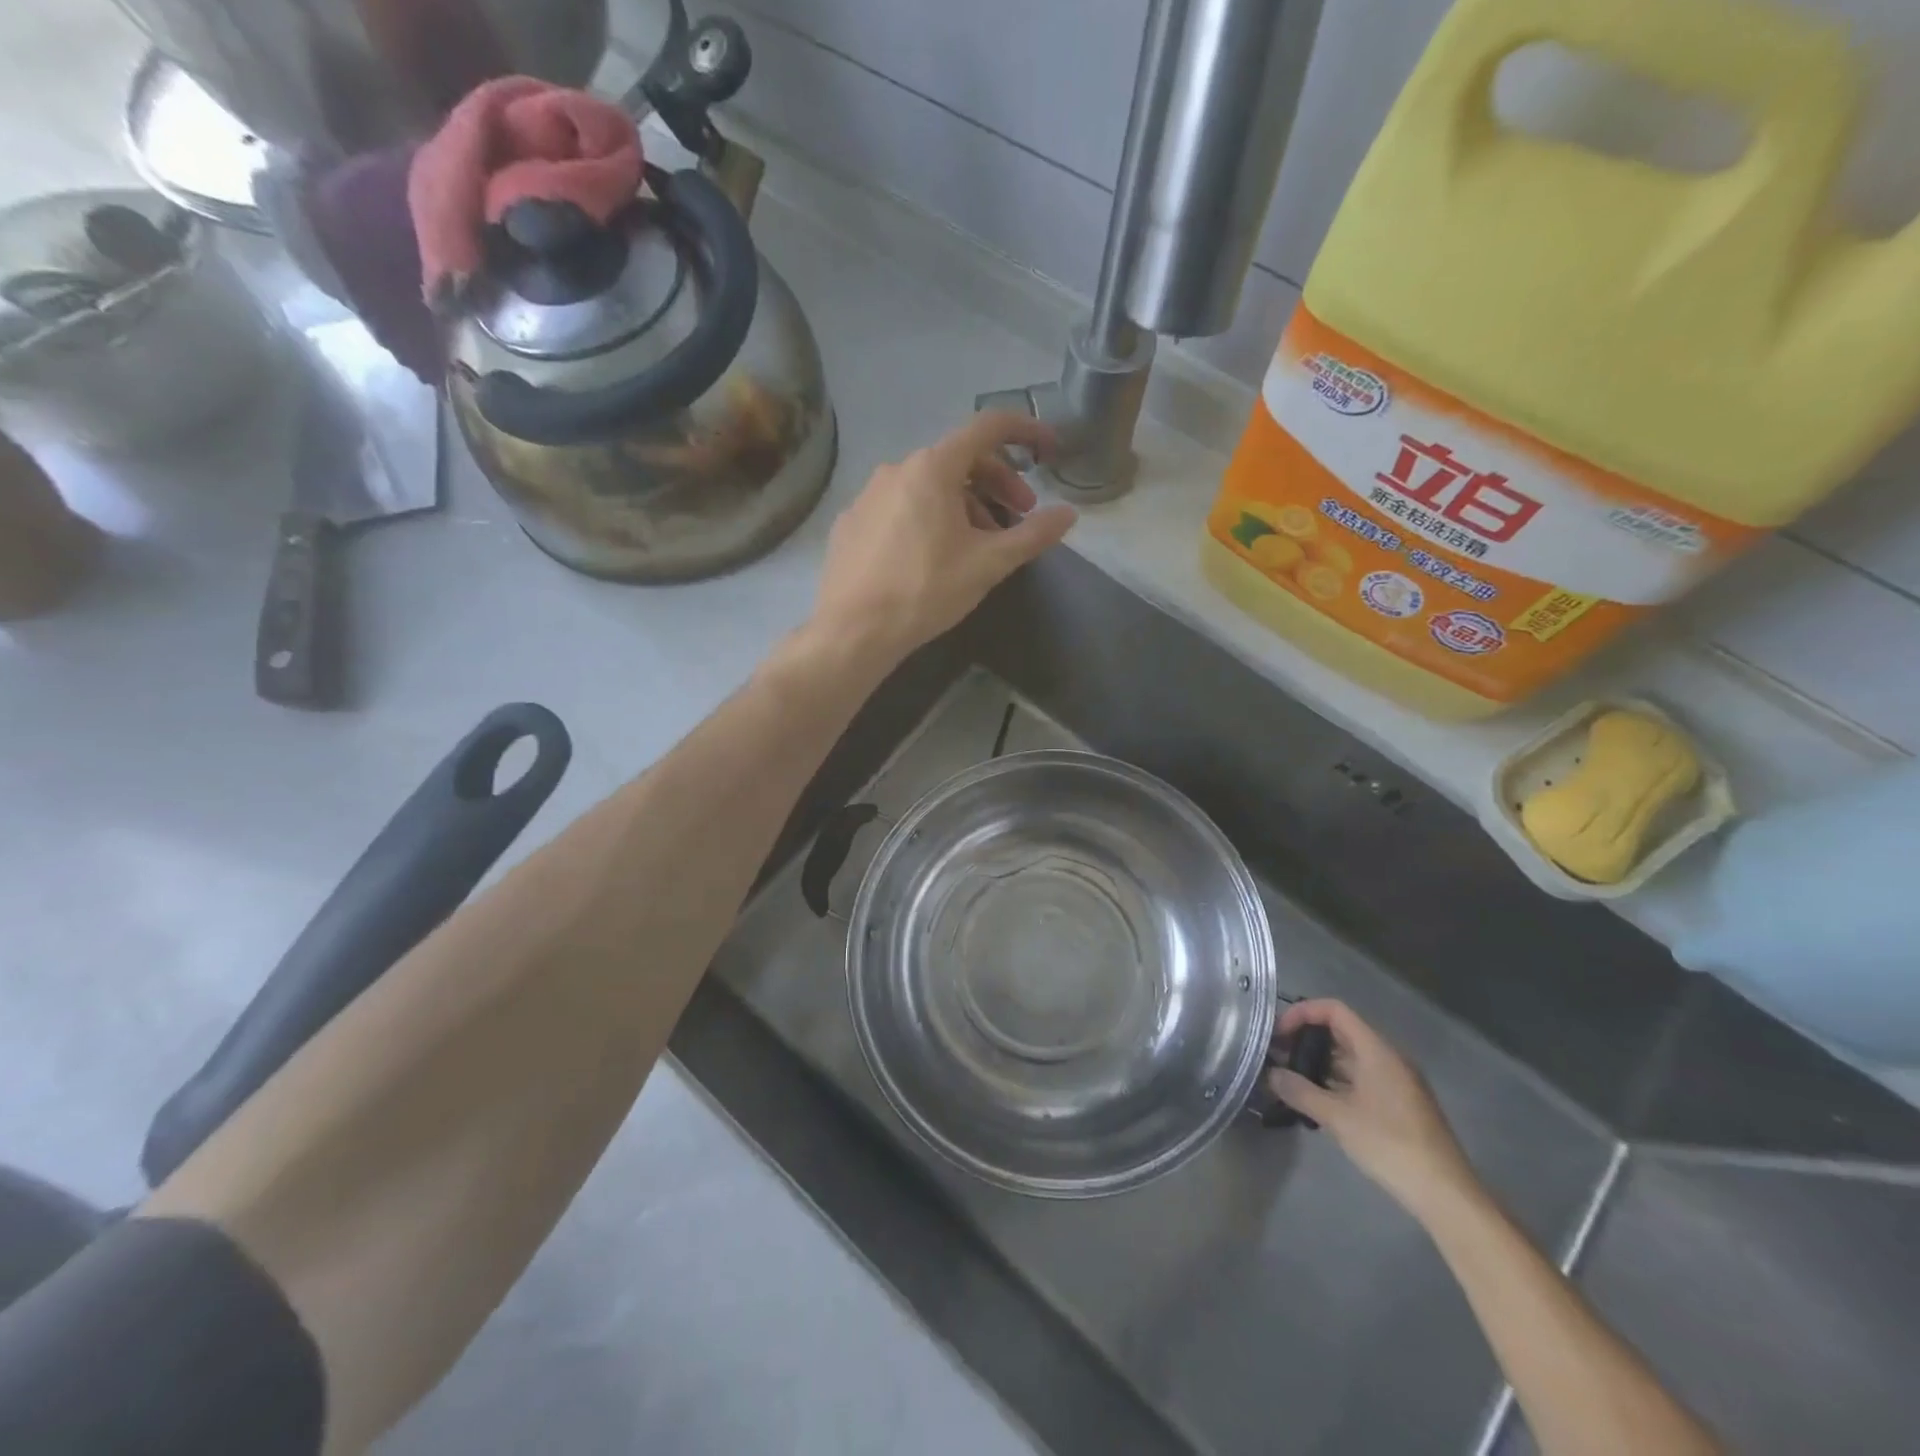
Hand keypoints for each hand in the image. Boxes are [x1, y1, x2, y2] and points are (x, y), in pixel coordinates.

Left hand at [807, 413, 1076, 667]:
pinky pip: (900, 507)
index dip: (1027, 431)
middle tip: (1020, 516)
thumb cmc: (926, 591)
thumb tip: (1068, 514)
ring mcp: (868, 495)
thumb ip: (1033, 535)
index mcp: (933, 468)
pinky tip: (933, 556)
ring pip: (929, 486)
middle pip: (959, 459)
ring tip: (978, 545)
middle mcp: (897, 469)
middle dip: (998, 482)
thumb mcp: (988, 564)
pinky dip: (928, 518)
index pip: (988, 427)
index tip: (1050, 449)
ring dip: (964, 504)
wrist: (854, 630)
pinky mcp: (851, 522)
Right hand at [1270, 999, 1477, 1221]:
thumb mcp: (1338, 1118)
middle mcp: (1388, 1058)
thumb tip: (1271, 1074)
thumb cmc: (1390, 1145)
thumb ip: (1301, 1091)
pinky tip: (1318, 1102)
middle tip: (1278, 1056)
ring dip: (1320, 1063)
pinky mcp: (1399, 1105)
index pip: (1334, 1010)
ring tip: (1291, 1079)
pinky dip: (1336, 1082)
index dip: (1302, 1013)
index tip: (1278, 1033)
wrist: (1446, 1194)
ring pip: (1351, 1058)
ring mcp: (1396, 1082)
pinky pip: (1361, 1079)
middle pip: (1341, 1032)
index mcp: (1377, 1050)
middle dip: (1307, 1039)